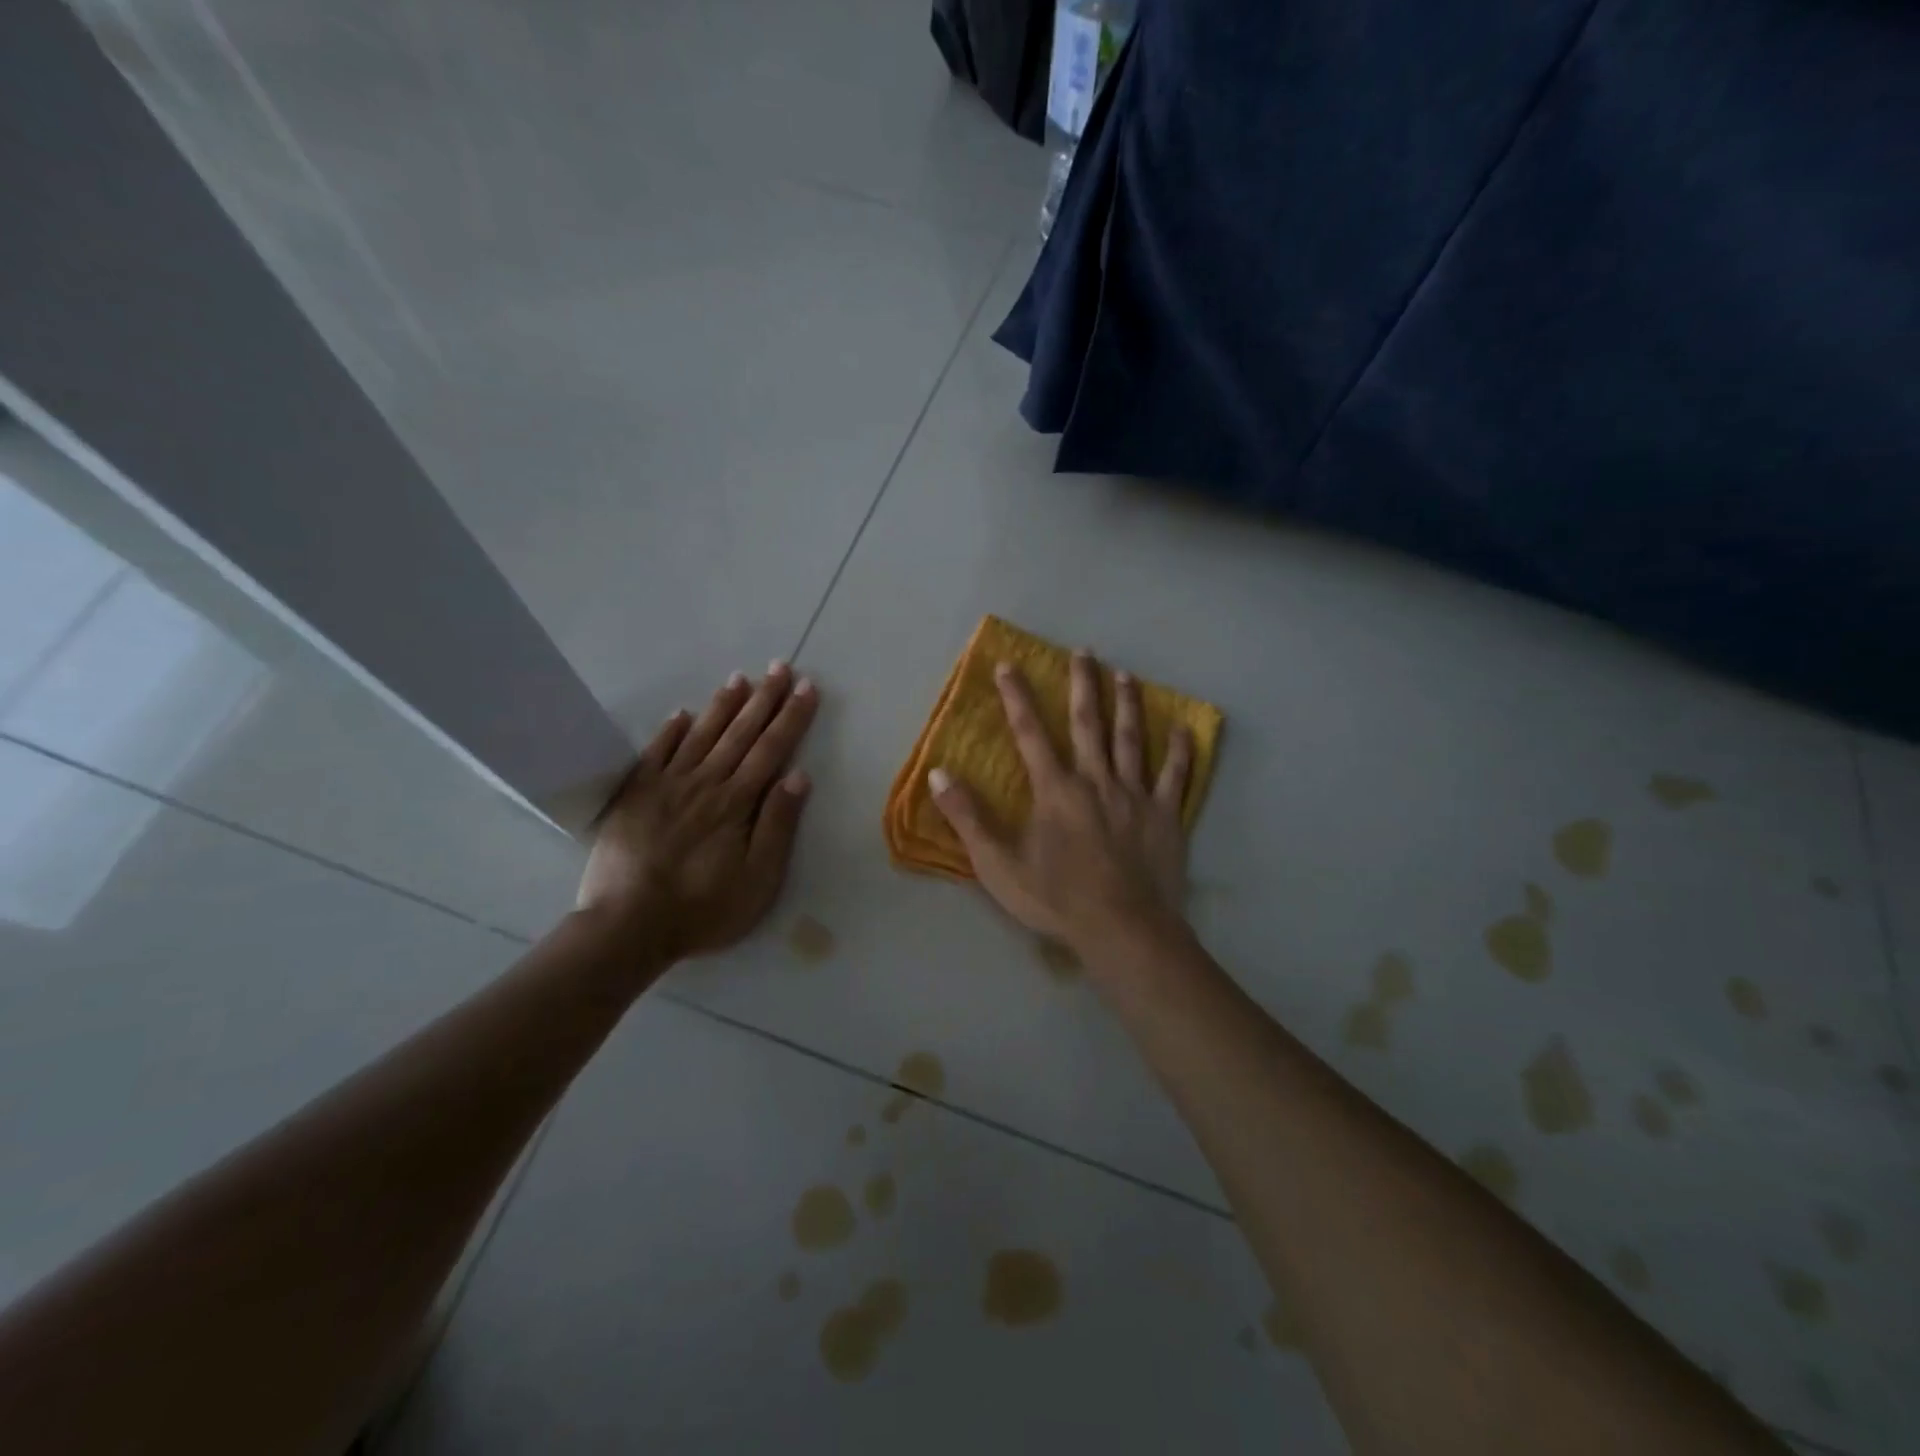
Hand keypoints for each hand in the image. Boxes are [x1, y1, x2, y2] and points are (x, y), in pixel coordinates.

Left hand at [577, 662, 818, 961]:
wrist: (627, 926)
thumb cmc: (703, 909)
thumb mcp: (758, 879)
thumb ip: (778, 825)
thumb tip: (798, 776)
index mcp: (737, 802)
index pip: (772, 749)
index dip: (791, 717)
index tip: (806, 687)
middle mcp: (705, 783)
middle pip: (740, 733)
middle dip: (764, 699)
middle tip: (781, 667)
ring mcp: (667, 786)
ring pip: (701, 735)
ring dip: (723, 706)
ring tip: (740, 678)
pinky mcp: (635, 795)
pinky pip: (655, 753)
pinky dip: (670, 731)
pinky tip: (682, 713)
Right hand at [928, 651, 1193, 964]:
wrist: (1122, 930)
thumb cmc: (1057, 900)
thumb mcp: (998, 865)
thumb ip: (968, 818)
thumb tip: (939, 775)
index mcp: (1055, 790)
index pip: (1030, 733)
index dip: (1017, 697)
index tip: (1008, 665)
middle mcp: (1096, 780)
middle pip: (1088, 723)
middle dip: (1083, 684)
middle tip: (1084, 652)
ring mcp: (1134, 795)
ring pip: (1131, 739)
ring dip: (1127, 704)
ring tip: (1126, 675)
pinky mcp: (1165, 815)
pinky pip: (1174, 776)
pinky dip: (1179, 751)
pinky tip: (1183, 727)